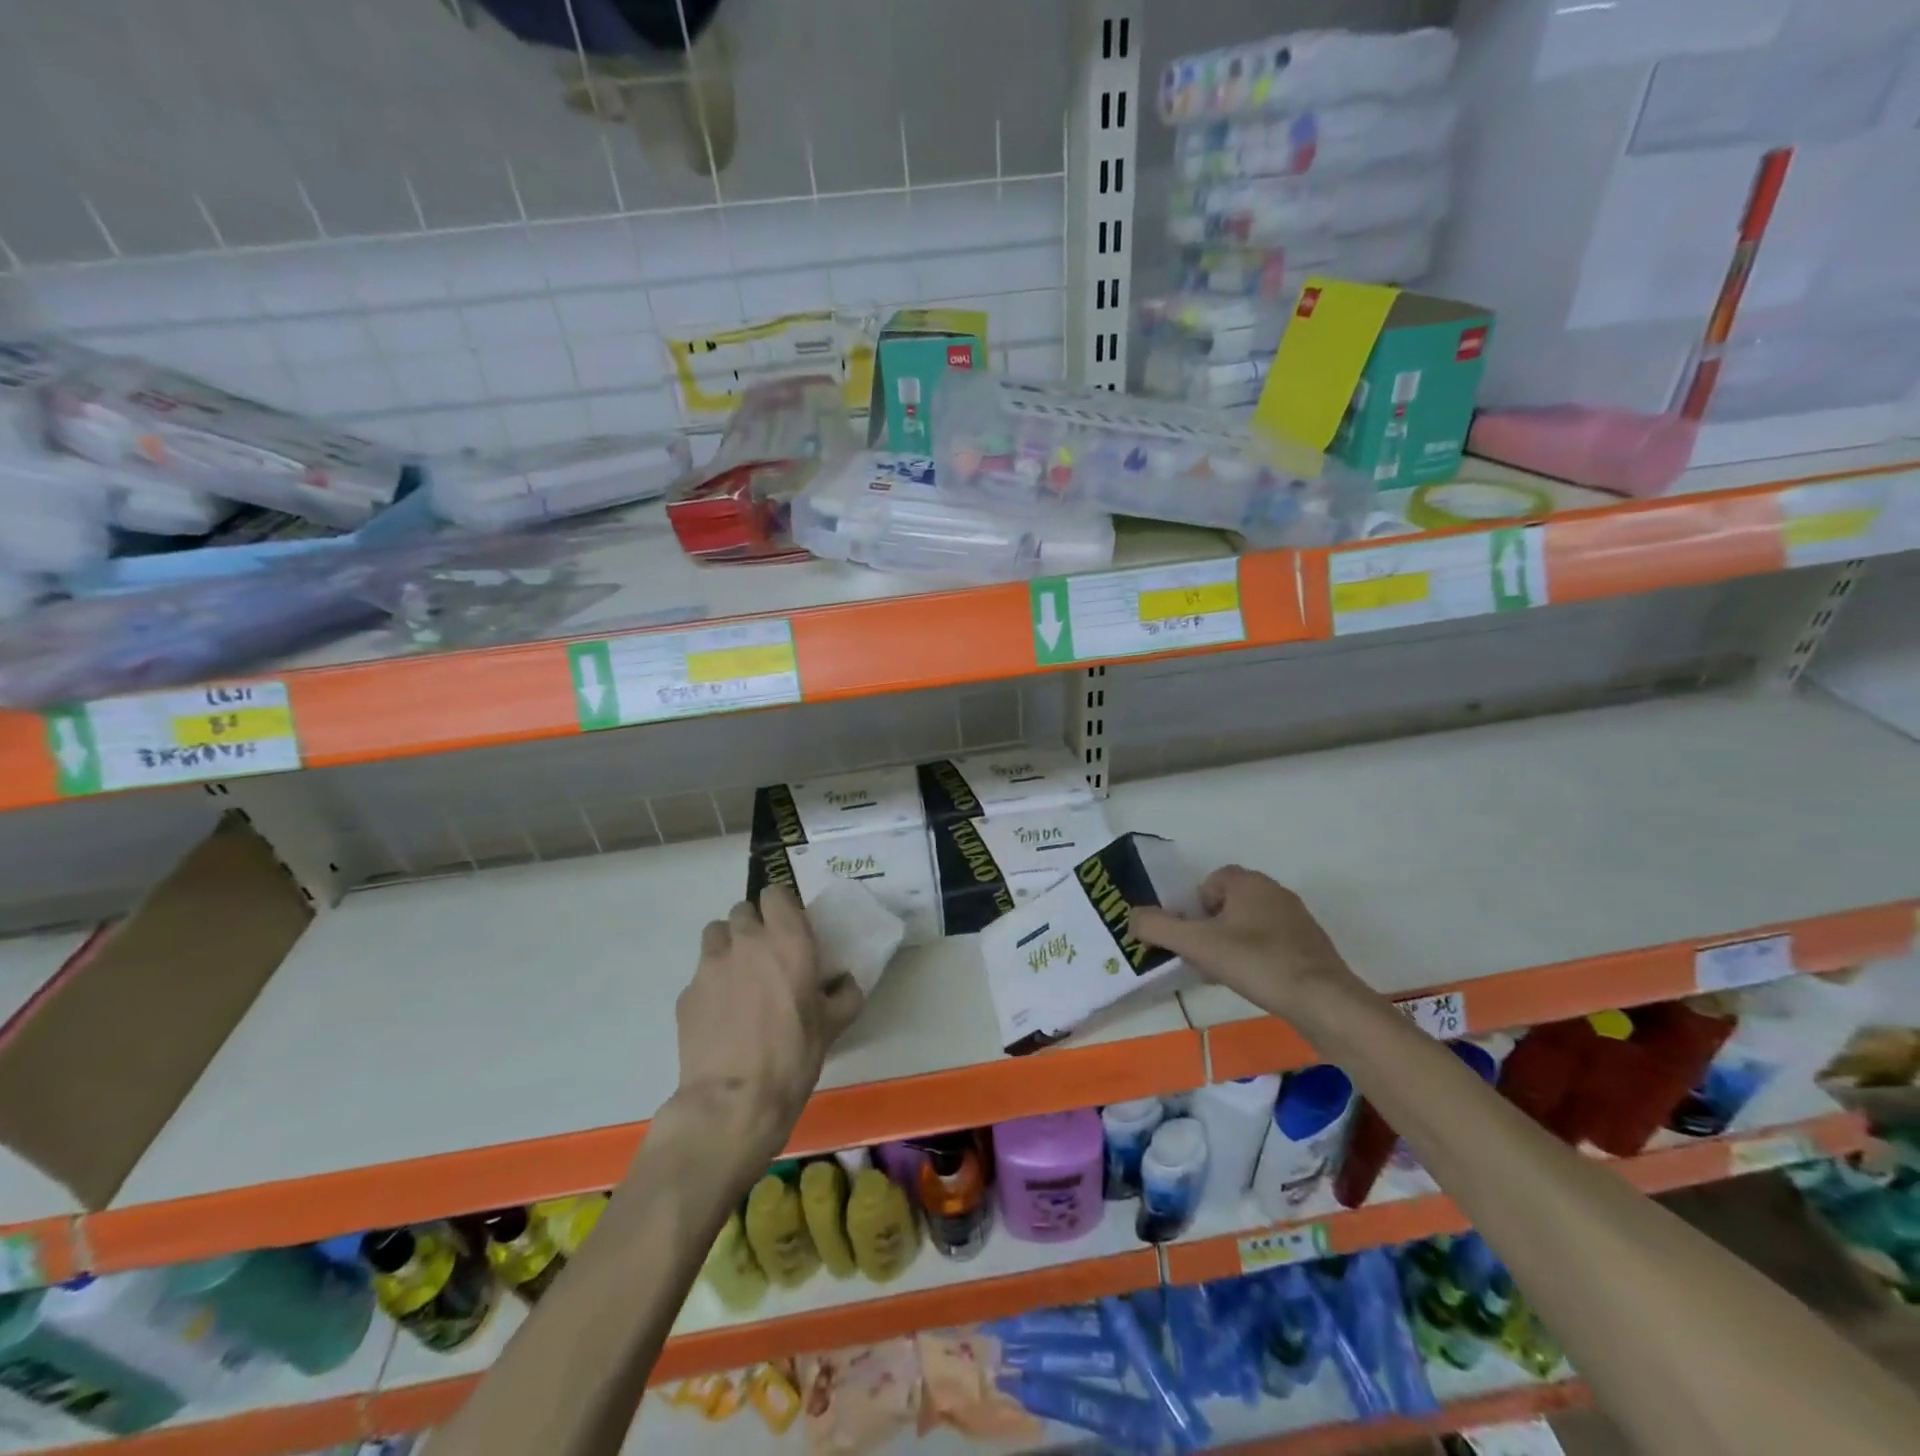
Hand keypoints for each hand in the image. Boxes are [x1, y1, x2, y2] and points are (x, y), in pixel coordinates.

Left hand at [667, 886, 863, 1166]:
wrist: (734, 1101)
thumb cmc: (793, 1056)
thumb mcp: (833, 1026)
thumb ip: (845, 995)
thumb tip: (845, 984)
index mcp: (787, 940)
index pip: (775, 893)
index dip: (781, 906)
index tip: (789, 927)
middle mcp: (746, 941)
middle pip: (742, 909)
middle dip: (754, 925)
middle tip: (766, 955)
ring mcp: (710, 965)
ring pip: (716, 934)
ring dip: (728, 946)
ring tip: (738, 977)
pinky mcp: (686, 993)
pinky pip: (700, 974)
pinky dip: (711, 984)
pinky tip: (721, 1014)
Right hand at [1130, 865, 1353, 1015]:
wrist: (1325, 1002)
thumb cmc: (1257, 963)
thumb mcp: (1196, 945)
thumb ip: (1158, 928)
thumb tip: (1130, 917)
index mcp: (1249, 883)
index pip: (1212, 880)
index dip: (1195, 906)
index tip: (1192, 936)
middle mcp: (1275, 893)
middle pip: (1229, 903)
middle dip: (1211, 928)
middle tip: (1203, 957)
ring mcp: (1298, 921)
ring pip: (1251, 925)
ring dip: (1233, 944)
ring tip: (1227, 974)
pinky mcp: (1312, 948)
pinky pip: (1273, 944)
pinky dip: (1258, 959)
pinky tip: (1256, 984)